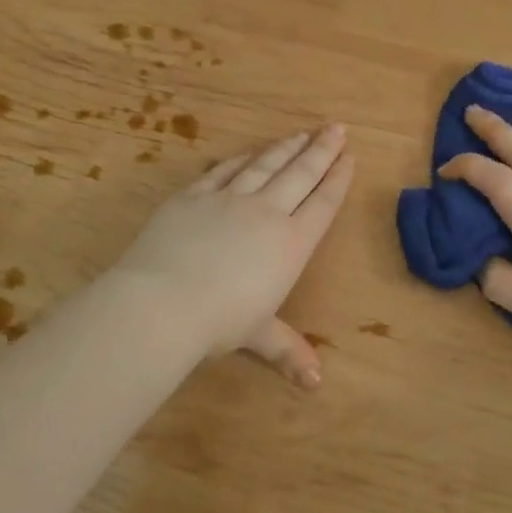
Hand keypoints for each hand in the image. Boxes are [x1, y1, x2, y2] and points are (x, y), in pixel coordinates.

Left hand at [112, 125, 354, 387]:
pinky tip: (248, 152)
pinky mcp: (194, 196)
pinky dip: (240, 159)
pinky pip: (223, 170)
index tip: (349, 157)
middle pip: (300, 174)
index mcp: (290, 244)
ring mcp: (228, 199)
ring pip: (264, 165)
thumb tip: (315, 385)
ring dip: (285, 148)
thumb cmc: (219, 322)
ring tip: (302, 132)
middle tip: (336, 128)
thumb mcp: (257, 336)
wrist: (162, 301)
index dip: (337, 179)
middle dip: (321, 150)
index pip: (321, 204)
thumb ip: (287, 350)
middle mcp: (266, 213)